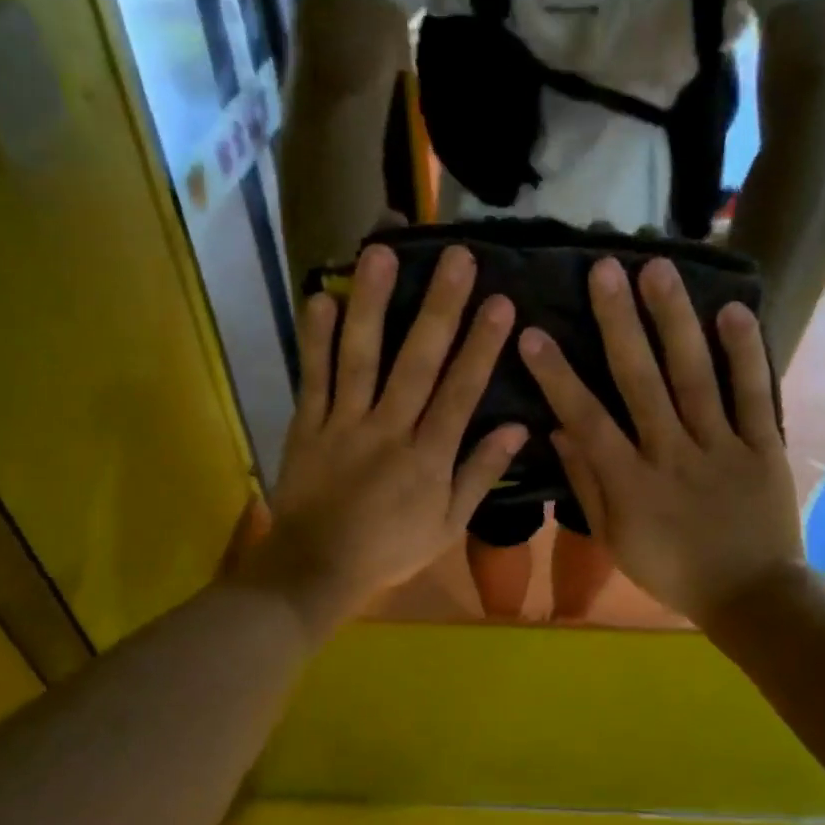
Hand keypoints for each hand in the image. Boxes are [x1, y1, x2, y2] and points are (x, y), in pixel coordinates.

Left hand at [237, 243, 524, 634]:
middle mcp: (389, 429)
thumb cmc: (389, 550)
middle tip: (457, 257)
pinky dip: (316, 340)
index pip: (461, 392)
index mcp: (428, 456)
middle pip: (417, 361)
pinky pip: (312, 377)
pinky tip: (321, 298)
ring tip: (382, 255)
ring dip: (373, 305)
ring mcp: (344, 423)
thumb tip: (517, 429)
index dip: (482, 346)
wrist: (317, 569)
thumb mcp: (448, 525)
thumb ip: (479, 475)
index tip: (501, 302)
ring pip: (361, 357)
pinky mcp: (307, 425)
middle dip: (440, 307)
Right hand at [519, 256, 803, 624]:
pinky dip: (745, 353)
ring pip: (694, 376)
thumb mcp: (615, 540)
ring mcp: (721, 447)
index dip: (557, 376)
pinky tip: (732, 310)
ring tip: (658, 268)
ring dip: (674, 321)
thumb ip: (587, 485)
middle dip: (618, 323)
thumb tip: (558, 431)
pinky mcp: (763, 446)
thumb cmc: (672, 571)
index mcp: (631, 483)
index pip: (586, 420)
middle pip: (641, 381)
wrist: (750, 596)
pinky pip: (754, 395)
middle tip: (602, 269)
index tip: (532, 334)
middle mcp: (672, 455)